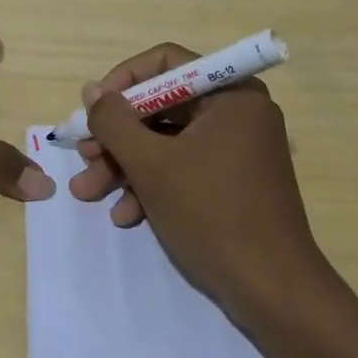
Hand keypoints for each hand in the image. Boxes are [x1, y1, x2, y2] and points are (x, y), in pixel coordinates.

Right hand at [68, 43, 328, 315]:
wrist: (274, 294)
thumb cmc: (213, 215)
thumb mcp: (151, 164)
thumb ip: (114, 121)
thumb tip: (92, 92)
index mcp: (230, 93)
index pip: (166, 63)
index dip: (123, 81)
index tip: (94, 110)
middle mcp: (237, 112)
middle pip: (162, 106)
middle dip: (117, 136)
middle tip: (83, 156)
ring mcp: (237, 149)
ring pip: (167, 141)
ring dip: (126, 165)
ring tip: (89, 192)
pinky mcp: (233, 182)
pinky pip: (184, 167)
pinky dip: (152, 185)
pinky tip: (125, 215)